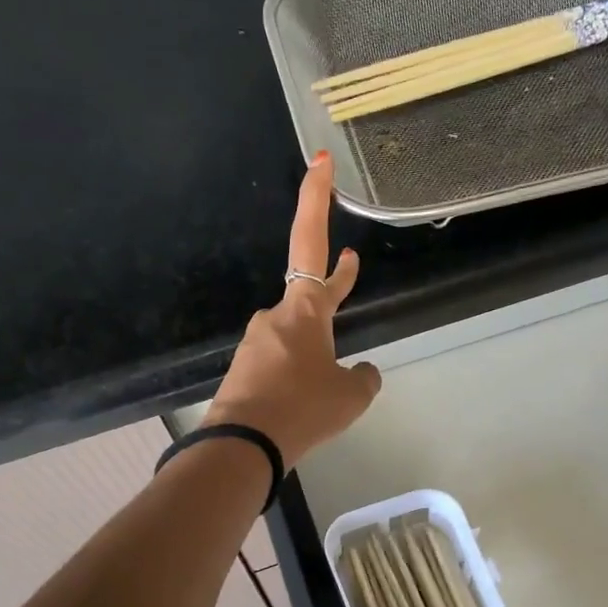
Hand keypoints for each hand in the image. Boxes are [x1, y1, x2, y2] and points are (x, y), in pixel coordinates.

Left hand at [202, 152, 381, 468]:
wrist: (243, 445)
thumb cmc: (304, 408)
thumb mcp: (352, 396)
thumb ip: (363, 378)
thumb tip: (361, 373)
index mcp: (304, 309)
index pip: (311, 241)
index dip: (316, 199)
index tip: (319, 161)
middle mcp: (276, 317)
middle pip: (310, 293)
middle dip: (333, 284)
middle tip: (348, 265)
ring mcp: (256, 343)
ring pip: (297, 337)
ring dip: (316, 348)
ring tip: (328, 383)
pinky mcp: (245, 370)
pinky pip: (281, 364)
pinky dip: (298, 374)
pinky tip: (304, 401)